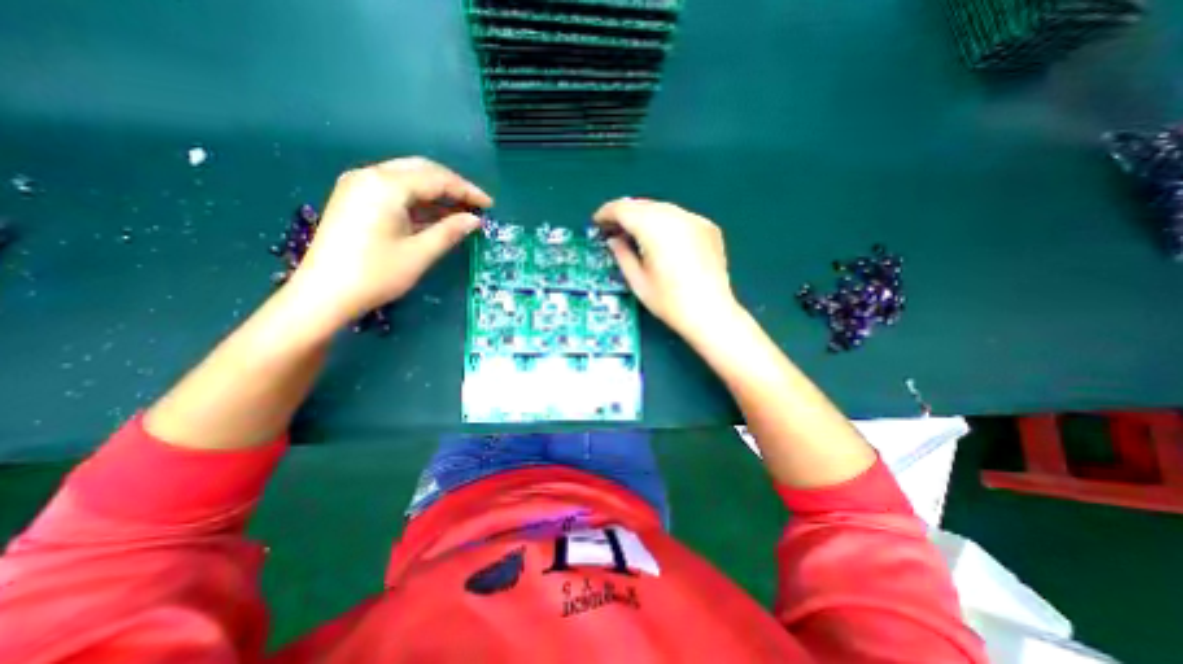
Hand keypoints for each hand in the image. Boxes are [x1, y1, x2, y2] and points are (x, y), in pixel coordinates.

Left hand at [288, 157, 492, 321]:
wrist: (323, 294)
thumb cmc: (376, 274)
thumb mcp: (420, 253)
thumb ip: (450, 231)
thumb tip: (475, 220)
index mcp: (386, 186)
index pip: (437, 178)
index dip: (467, 190)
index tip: (489, 205)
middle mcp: (370, 176)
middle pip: (421, 170)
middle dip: (452, 186)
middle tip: (475, 205)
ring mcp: (358, 186)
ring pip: (407, 179)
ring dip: (436, 193)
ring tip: (461, 211)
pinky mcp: (354, 199)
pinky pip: (394, 191)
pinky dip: (418, 201)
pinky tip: (435, 215)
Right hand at [592, 196, 736, 339]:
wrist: (711, 313)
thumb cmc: (670, 302)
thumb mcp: (638, 281)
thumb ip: (622, 255)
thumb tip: (613, 240)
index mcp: (655, 228)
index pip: (624, 209)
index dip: (606, 213)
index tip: (597, 222)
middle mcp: (676, 216)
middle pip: (642, 205)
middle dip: (624, 213)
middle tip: (613, 229)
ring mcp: (695, 220)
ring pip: (661, 208)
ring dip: (644, 216)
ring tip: (634, 234)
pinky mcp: (708, 227)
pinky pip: (679, 217)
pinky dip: (664, 222)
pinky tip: (661, 239)